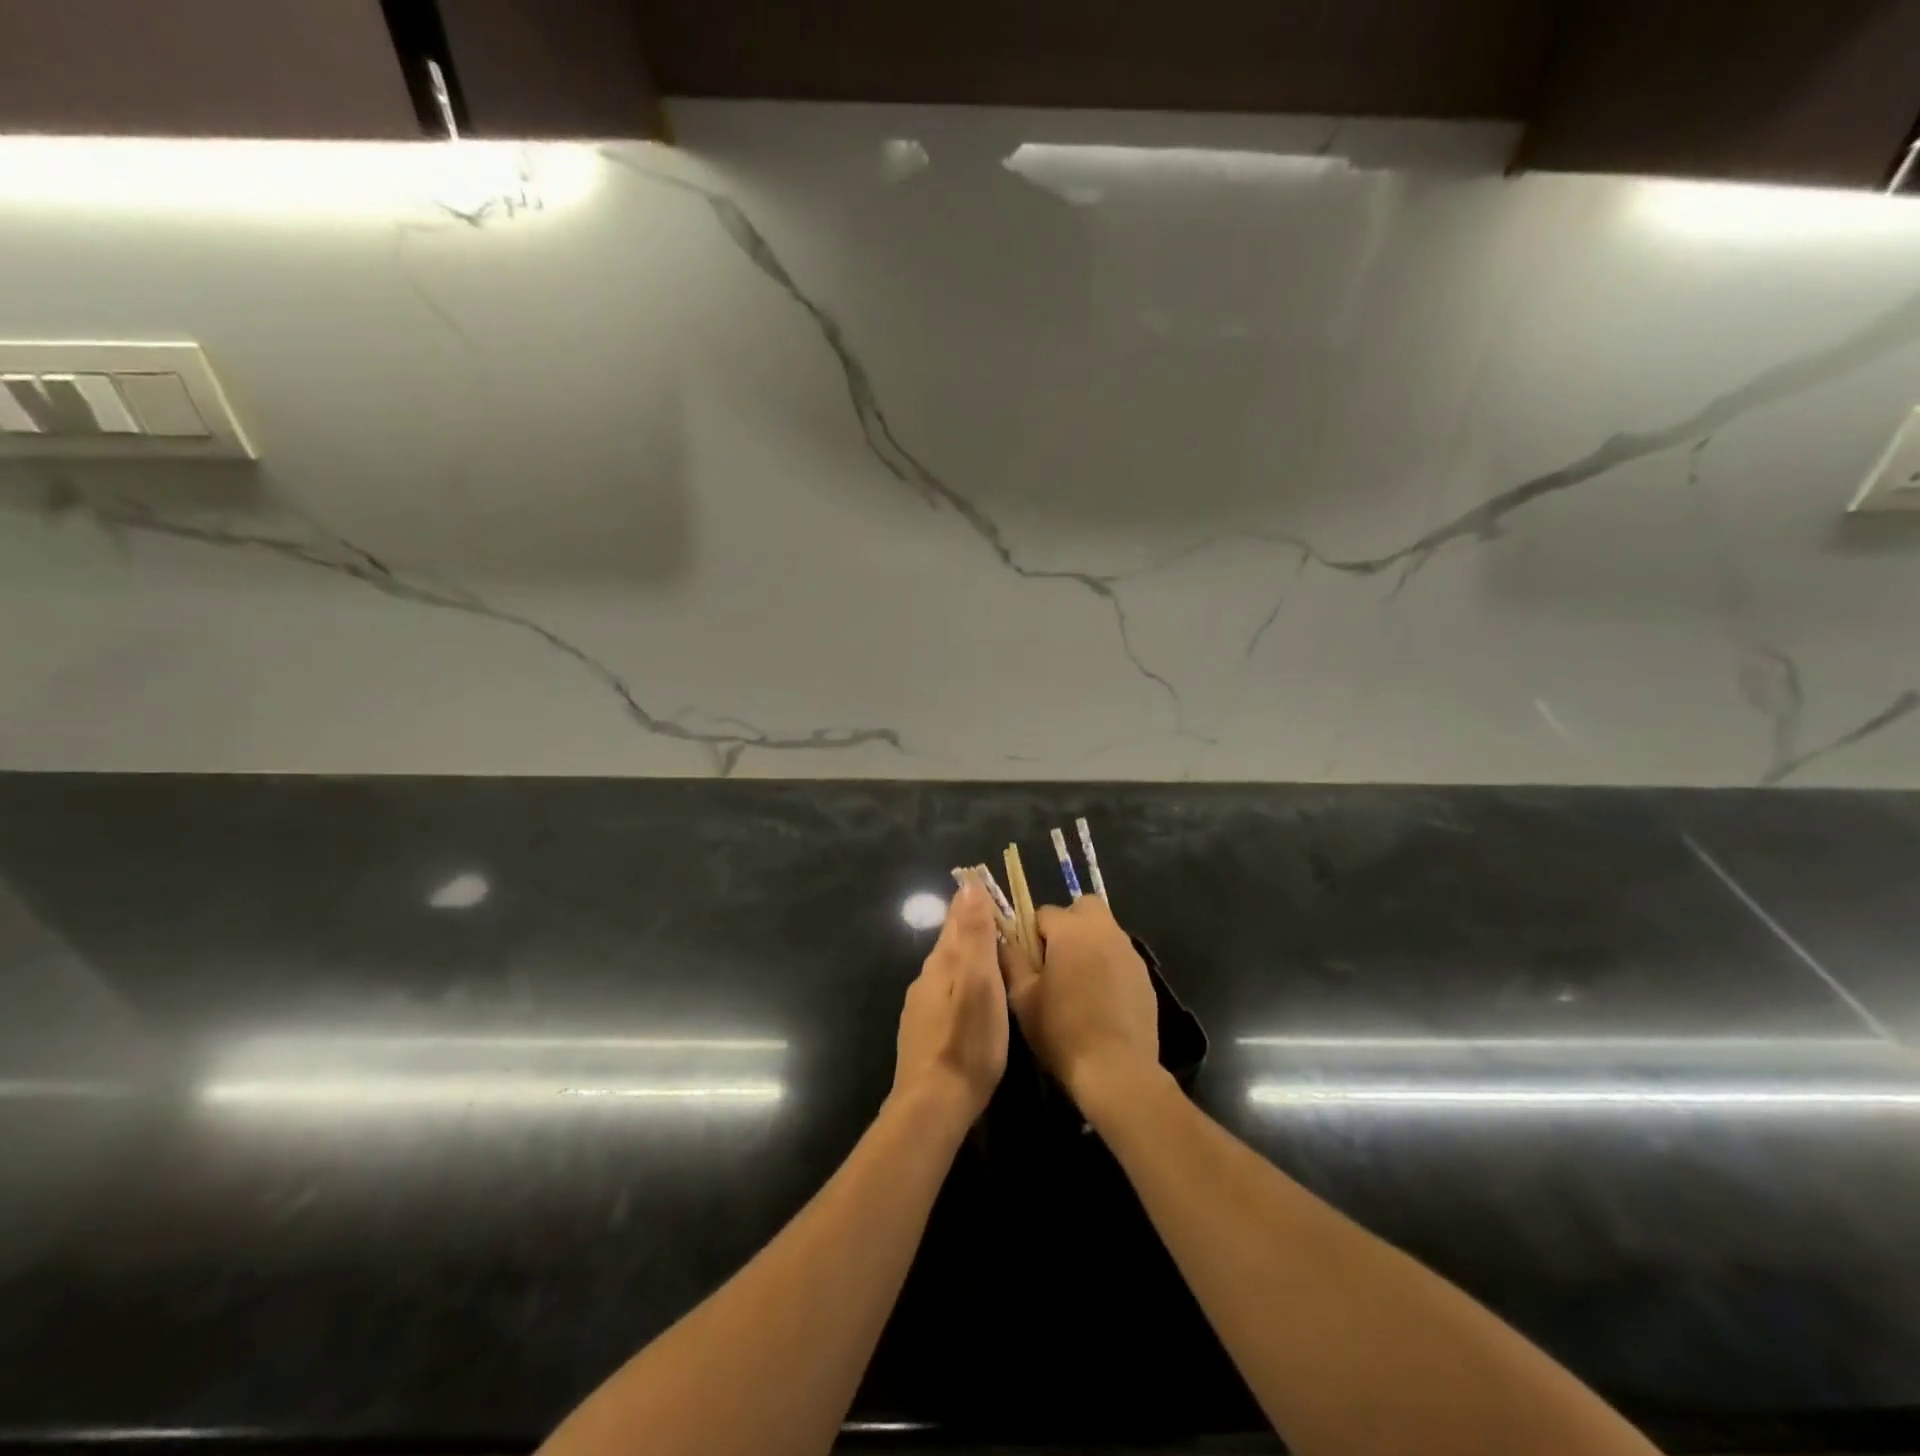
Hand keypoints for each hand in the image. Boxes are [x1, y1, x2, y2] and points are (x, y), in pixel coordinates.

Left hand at [891, 881, 1008, 1126]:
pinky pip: (946, 994)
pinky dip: (962, 984)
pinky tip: (973, 998)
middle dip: (971, 926)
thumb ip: (974, 935)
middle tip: (998, 917)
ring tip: (992, 955)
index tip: (987, 885)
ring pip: (948, 969)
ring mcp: (922, 1007)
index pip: (956, 918)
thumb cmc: (967, 1040)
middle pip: (951, 942)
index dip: (973, 901)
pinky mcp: (924, 1032)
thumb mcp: (979, 982)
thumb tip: (968, 886)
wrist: (932, 1104)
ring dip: (967, 956)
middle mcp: (927, 978)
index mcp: (942, 962)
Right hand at [1003, 896, 1158, 1107]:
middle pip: (1083, 907)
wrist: (1117, 1070)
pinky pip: (1120, 956)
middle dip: (1068, 924)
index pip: (1044, 913)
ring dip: (1089, 944)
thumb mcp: (1022, 997)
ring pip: (1104, 931)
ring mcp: (1129, 952)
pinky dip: (1108, 965)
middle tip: (1056, 960)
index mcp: (1071, 930)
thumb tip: (1004, 940)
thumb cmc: (1062, 1030)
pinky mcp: (1145, 975)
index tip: (1029, 962)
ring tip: (1078, 983)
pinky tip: (1100, 999)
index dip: (1031, 934)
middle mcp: (1104, 930)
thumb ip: (1011, 960)